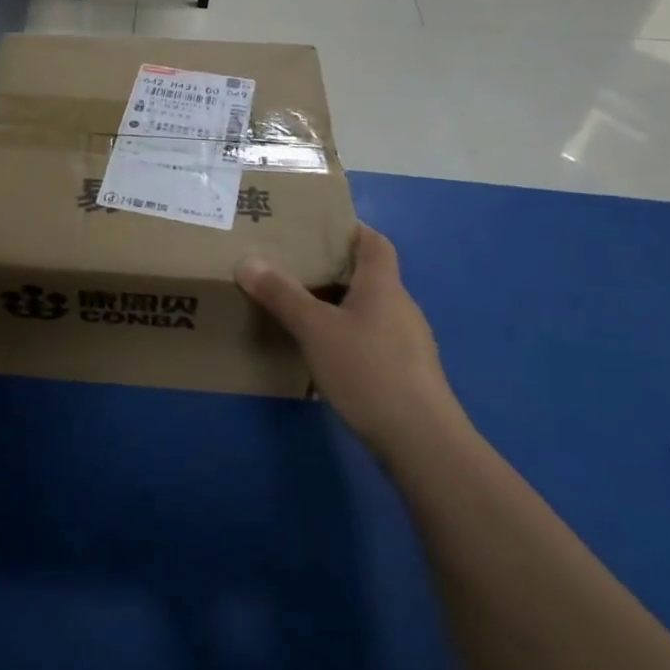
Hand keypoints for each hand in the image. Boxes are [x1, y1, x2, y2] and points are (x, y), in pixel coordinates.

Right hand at [236, 224, 465, 448]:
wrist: (421, 440)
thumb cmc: (367, 370)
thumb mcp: (314, 329)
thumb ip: (282, 294)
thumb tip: (248, 261)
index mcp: (384, 286)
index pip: (374, 243)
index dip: (351, 230)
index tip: (317, 229)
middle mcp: (400, 307)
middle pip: (369, 276)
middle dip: (333, 269)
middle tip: (292, 268)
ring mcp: (407, 343)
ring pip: (368, 310)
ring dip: (338, 305)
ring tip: (300, 310)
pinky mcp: (405, 373)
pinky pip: (371, 339)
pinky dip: (347, 336)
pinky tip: (323, 354)